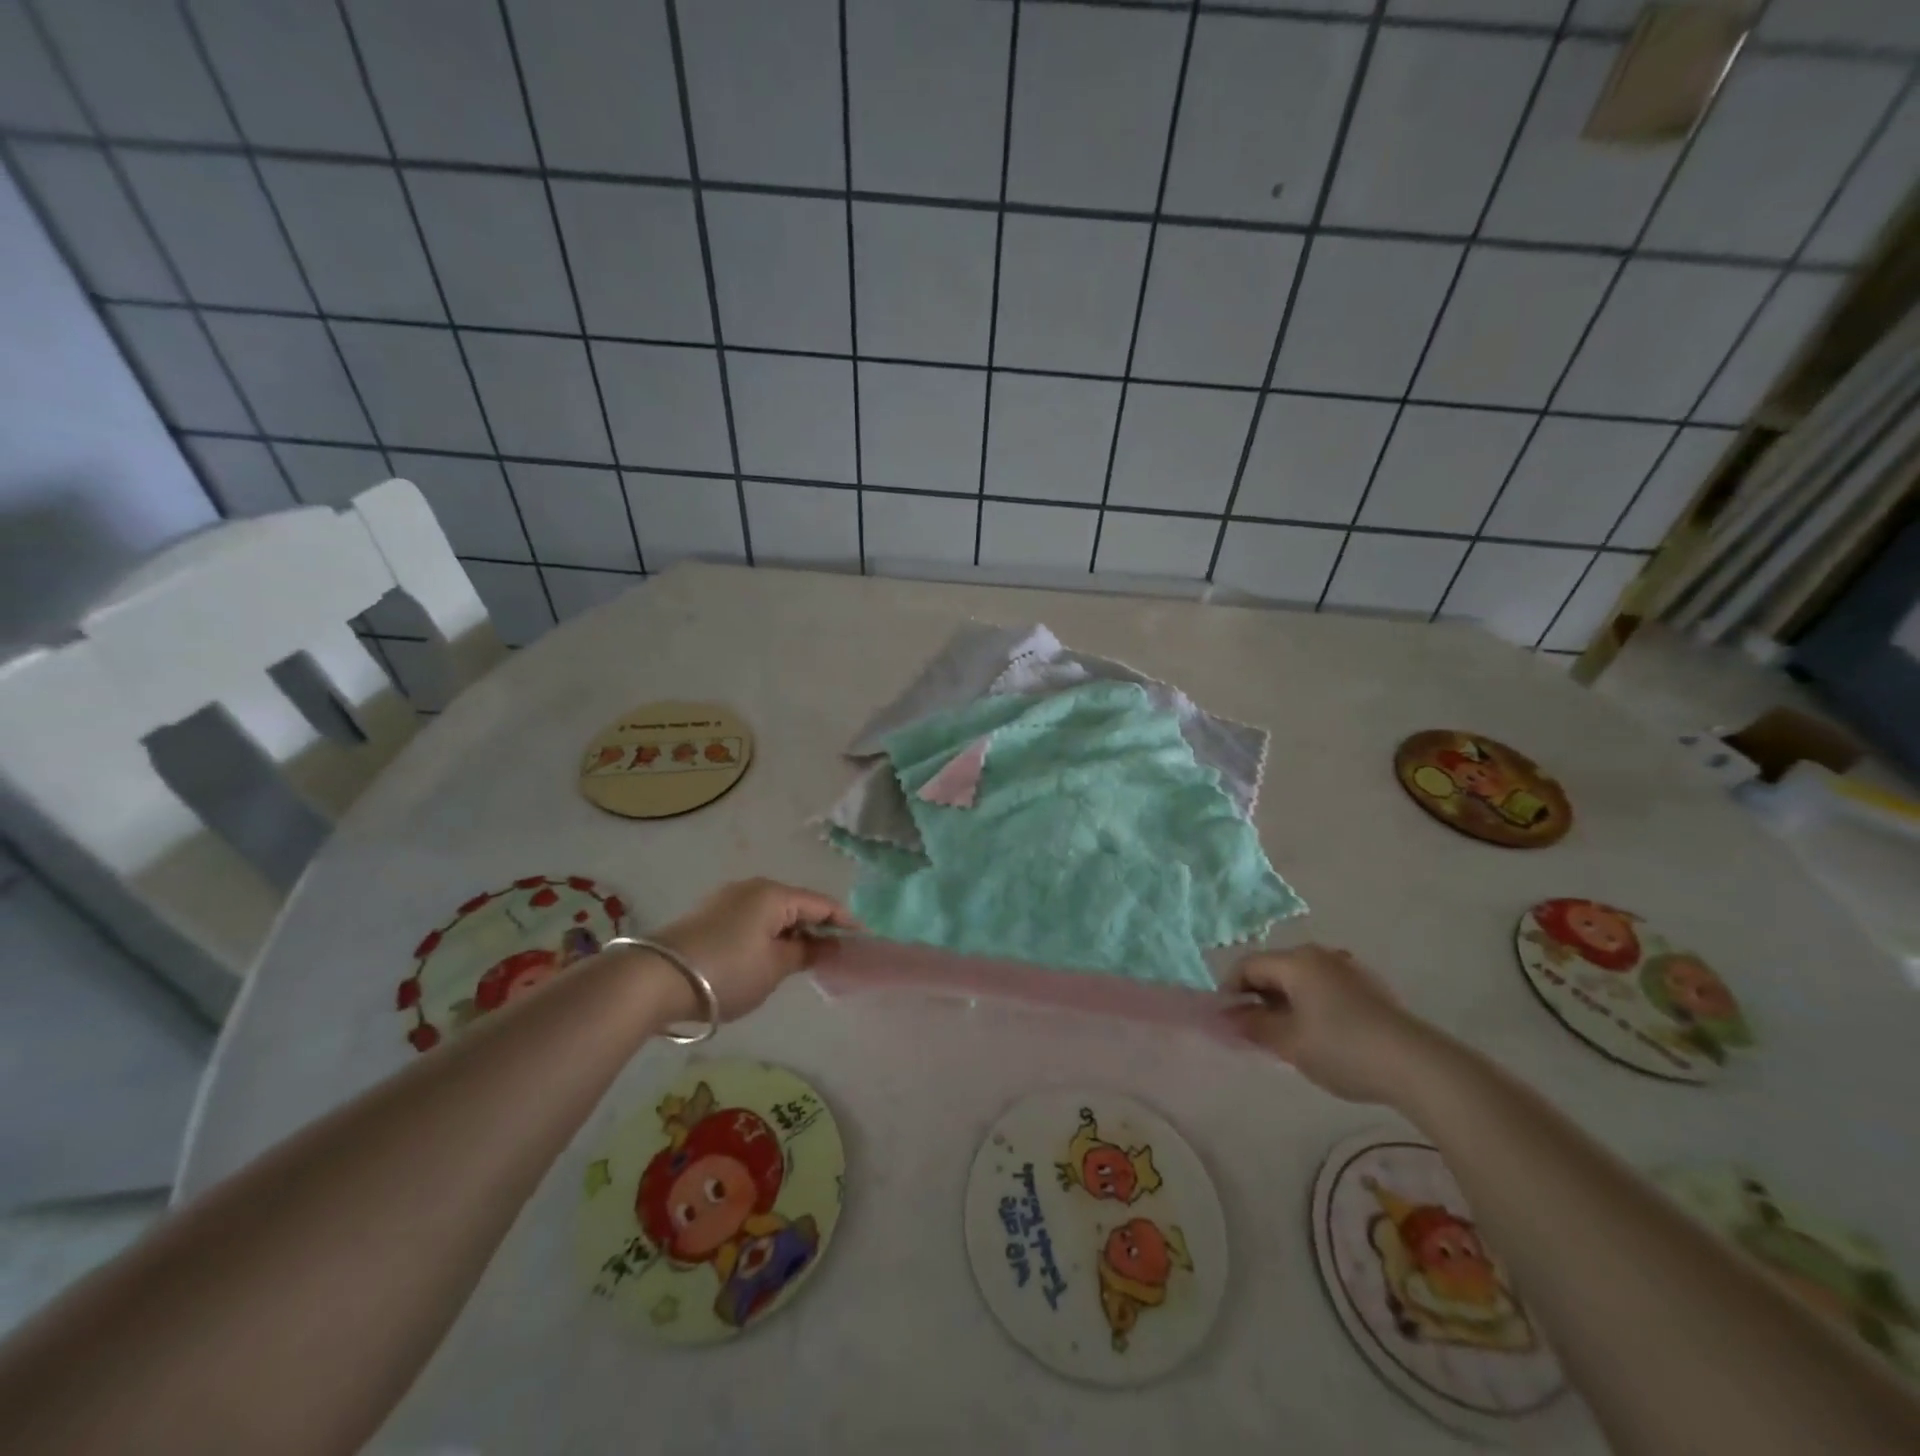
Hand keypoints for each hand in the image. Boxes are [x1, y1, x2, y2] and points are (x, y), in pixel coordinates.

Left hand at [651, 878, 859, 1020]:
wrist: (655, 978)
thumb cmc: (727, 971)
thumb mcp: (774, 968)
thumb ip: (807, 955)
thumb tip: (831, 947)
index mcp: (774, 894)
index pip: (821, 904)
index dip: (844, 922)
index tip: (864, 940)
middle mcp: (753, 887)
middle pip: (796, 905)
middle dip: (817, 928)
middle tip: (835, 955)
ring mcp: (727, 899)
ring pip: (773, 912)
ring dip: (791, 933)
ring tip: (804, 959)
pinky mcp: (709, 914)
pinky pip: (752, 919)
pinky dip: (769, 934)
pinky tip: (770, 955)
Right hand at [1224, 944, 1433, 1105]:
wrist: (1417, 1065)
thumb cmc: (1342, 1048)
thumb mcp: (1289, 1042)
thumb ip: (1253, 1026)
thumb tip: (1228, 1016)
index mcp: (1296, 961)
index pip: (1248, 965)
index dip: (1230, 990)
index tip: (1227, 1021)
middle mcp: (1321, 955)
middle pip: (1275, 969)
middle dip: (1258, 997)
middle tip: (1254, 1031)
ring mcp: (1349, 968)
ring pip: (1302, 979)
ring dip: (1285, 1002)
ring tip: (1287, 1036)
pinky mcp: (1370, 987)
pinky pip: (1326, 988)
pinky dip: (1311, 1004)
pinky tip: (1320, 1035)